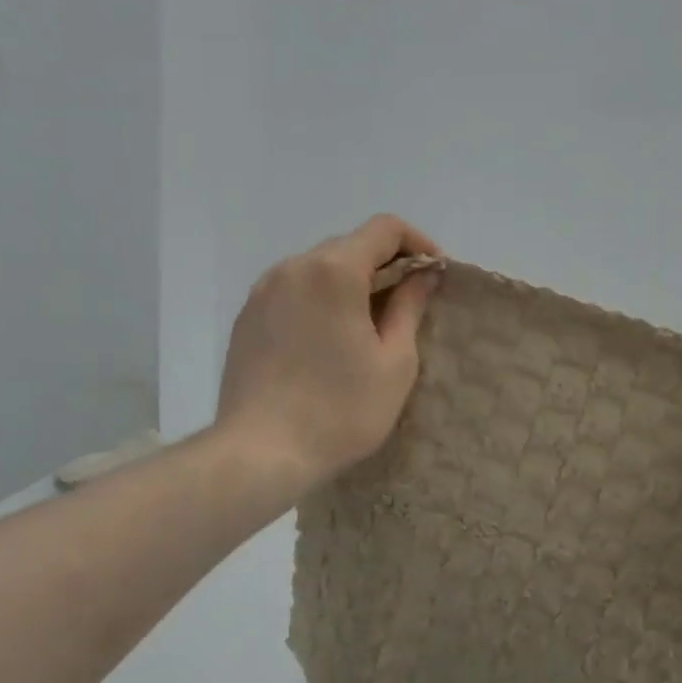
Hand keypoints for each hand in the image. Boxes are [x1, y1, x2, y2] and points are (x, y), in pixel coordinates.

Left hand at [217, 215, 444, 488]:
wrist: (259, 454)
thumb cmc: (340, 411)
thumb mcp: (394, 362)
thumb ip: (410, 307)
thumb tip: (422, 275)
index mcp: (334, 271)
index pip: (385, 228)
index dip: (418, 244)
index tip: (435, 276)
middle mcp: (294, 267)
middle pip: (350, 245)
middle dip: (386, 264)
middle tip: (409, 303)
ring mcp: (263, 291)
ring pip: (319, 268)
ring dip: (351, 282)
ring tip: (368, 325)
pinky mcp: (246, 317)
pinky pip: (293, 291)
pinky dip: (320, 299)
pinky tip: (328, 340)